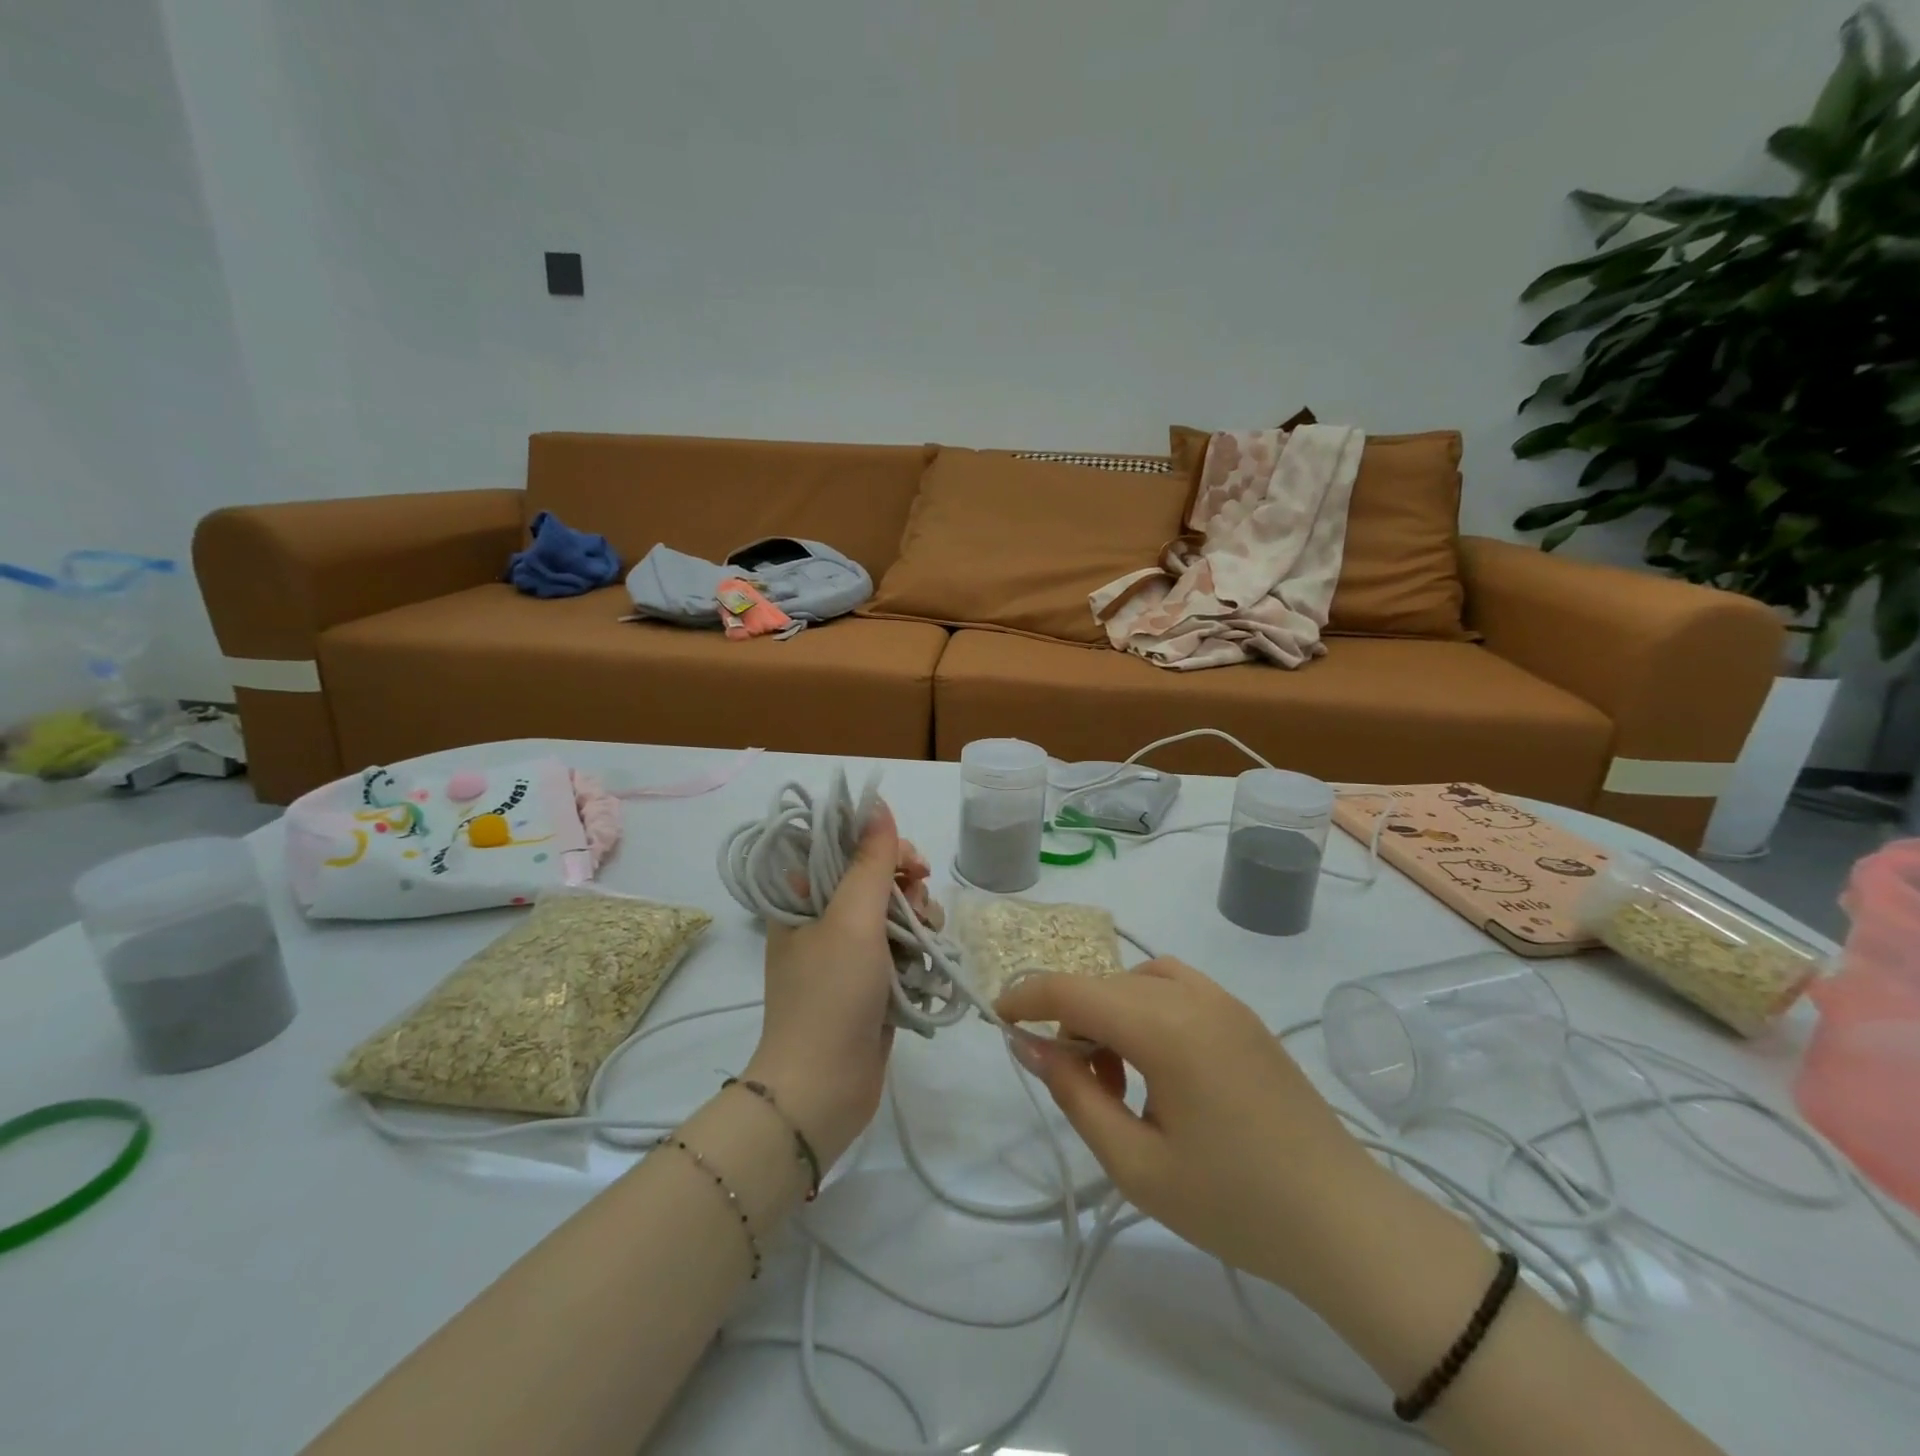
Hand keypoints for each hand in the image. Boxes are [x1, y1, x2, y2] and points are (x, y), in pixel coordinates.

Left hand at [744, 801, 908, 1167]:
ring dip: (918, 916)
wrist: (823, 1089)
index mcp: (803, 898)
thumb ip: (870, 861)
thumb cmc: (831, 996)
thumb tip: (877, 805)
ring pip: (894, 911)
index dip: (879, 844)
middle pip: (874, 877)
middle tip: (921, 897)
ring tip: (926, 939)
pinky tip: (928, 961)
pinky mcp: (870, 981)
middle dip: (905, 883)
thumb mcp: (852, 919)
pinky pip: (901, 946)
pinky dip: (918, 948)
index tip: (909, 859)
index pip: (843, 847)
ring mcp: (847, 952)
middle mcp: (822, 919)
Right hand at [995, 958, 1385, 1296]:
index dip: (1027, 996)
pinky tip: (1155, 1060)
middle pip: (1104, 985)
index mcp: (1165, 1028)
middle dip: (1071, 1020)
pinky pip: (1174, 986)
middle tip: (1075, 1082)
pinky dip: (1145, 1006)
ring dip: (1109, 1012)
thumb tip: (1030, 1044)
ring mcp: (1223, 1000)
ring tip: (1117, 1076)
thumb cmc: (1234, 1202)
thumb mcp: (1136, 1163)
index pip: (1073, 990)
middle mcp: (1192, 997)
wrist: (1343, 1221)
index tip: (997, 1017)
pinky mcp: (1242, 1015)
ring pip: (1137, 981)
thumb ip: (1075, 1094)